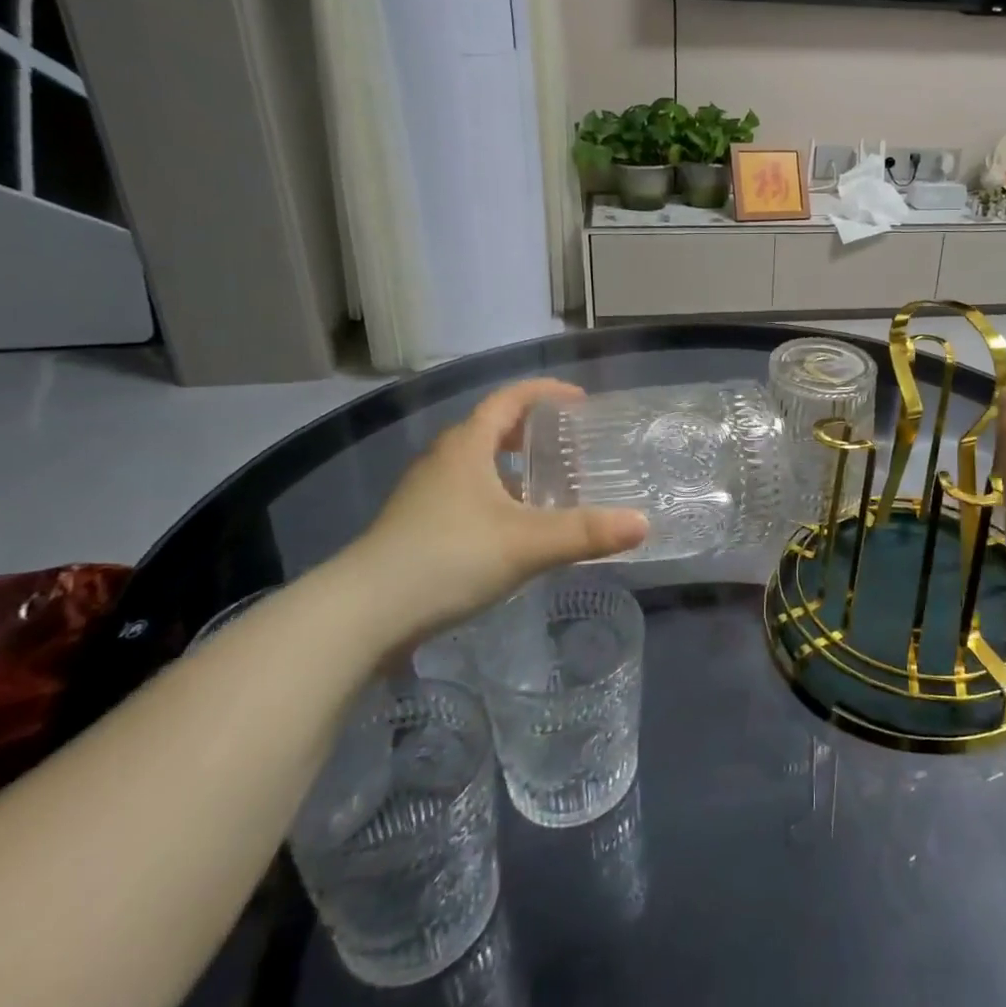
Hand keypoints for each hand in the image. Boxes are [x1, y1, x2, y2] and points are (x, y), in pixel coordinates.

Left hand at [338, 379, 646, 642]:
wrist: (362, 614)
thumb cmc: (448, 558)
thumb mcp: (527, 544)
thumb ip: (586, 533)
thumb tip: (643, 523)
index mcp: (467, 447)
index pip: (508, 400)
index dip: (545, 392)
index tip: (579, 400)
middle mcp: (443, 461)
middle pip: (490, 429)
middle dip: (530, 430)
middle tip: (567, 444)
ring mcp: (424, 495)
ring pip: (476, 465)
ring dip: (512, 467)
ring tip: (548, 488)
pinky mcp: (416, 527)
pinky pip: (465, 495)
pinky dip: (495, 498)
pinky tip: (513, 530)